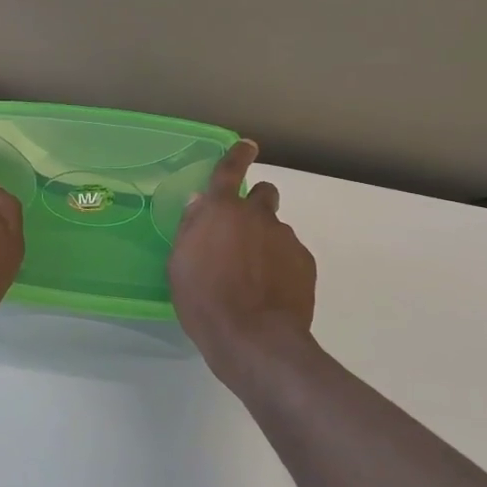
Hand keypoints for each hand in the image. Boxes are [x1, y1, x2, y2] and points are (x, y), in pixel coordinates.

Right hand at [169, 140, 317, 377]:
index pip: (229, 169)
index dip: (238, 154)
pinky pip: (291, 254)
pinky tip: (271, 292)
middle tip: (243, 232)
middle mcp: (256, 215)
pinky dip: (281, 265)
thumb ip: (192, 228)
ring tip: (255, 276)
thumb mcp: (180, 264)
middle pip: (264, 193)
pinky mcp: (305, 262)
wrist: (255, 339)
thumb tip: (200, 204)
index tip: (247, 147)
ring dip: (266, 241)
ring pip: (276, 228)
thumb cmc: (205, 301)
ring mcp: (285, 238)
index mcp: (221, 211)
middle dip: (255, 204)